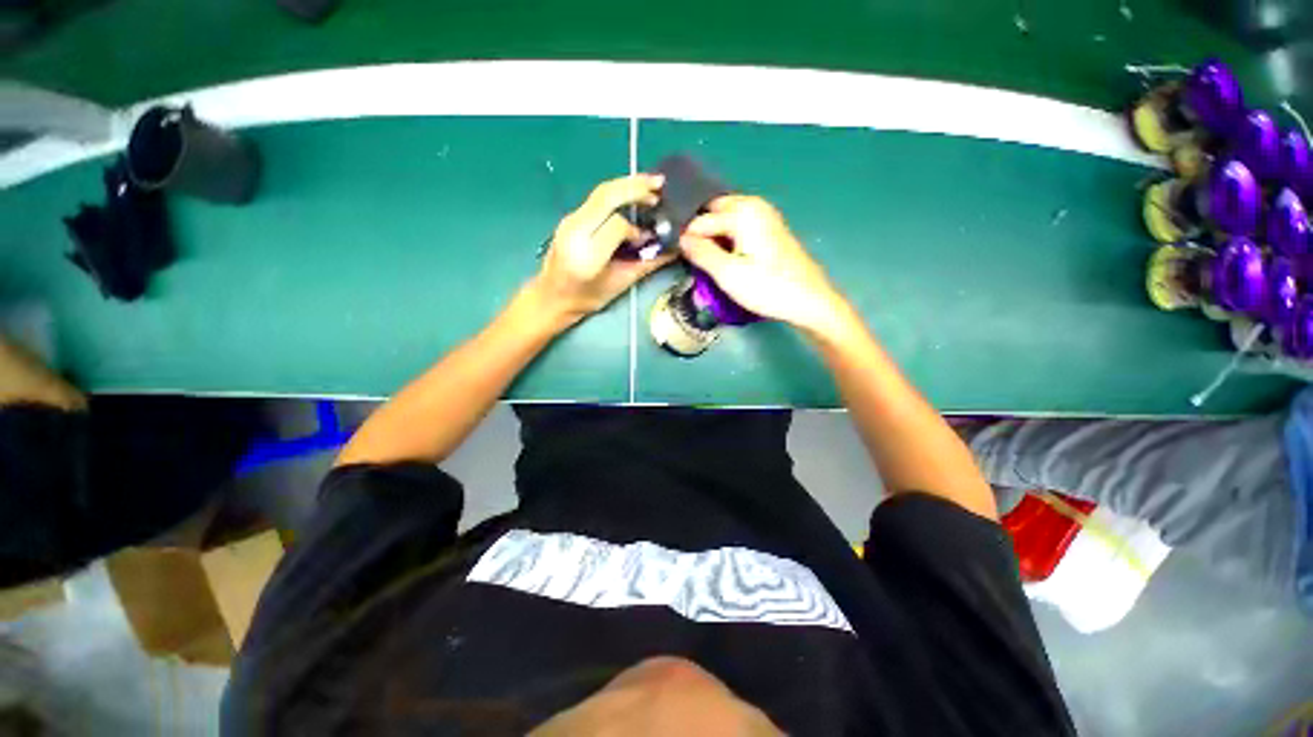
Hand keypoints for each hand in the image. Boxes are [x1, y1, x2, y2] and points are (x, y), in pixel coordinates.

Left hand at [534, 174, 675, 322]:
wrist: (551, 296)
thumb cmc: (587, 298)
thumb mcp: (620, 284)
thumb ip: (646, 264)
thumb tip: (672, 249)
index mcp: (588, 255)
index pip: (616, 225)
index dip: (635, 229)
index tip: (645, 241)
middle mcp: (575, 231)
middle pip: (606, 196)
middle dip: (635, 187)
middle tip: (660, 183)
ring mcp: (569, 220)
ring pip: (601, 192)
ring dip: (627, 185)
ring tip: (651, 185)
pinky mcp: (570, 217)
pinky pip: (596, 199)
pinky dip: (617, 192)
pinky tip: (631, 194)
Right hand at [679, 196, 843, 334]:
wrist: (810, 301)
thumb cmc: (768, 288)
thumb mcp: (728, 274)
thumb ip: (701, 253)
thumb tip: (681, 239)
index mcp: (742, 212)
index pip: (700, 221)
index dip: (687, 241)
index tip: (679, 260)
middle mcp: (754, 205)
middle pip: (713, 213)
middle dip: (701, 233)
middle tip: (693, 260)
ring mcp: (765, 216)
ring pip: (726, 219)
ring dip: (714, 236)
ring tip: (707, 262)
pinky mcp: (771, 230)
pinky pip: (739, 227)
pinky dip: (728, 238)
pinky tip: (726, 259)